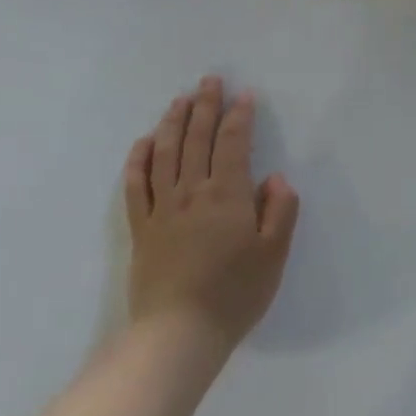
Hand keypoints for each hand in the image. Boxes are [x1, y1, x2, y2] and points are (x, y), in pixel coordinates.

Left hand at [123, 77, 299, 349]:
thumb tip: (274, 178)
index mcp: (227, 195)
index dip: (239, 116)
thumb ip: (280, 211)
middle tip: (209, 81)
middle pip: (197, 139)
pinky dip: (139, 160)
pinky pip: (136, 186)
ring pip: (165, 154)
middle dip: (205, 107)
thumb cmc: (235, 293)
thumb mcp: (274, 254)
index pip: (233, 143)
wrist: (178, 334)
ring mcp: (162, 209)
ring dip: (173, 123)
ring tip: (180, 100)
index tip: (245, 95)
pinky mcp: (141, 230)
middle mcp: (192, 192)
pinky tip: (144, 143)